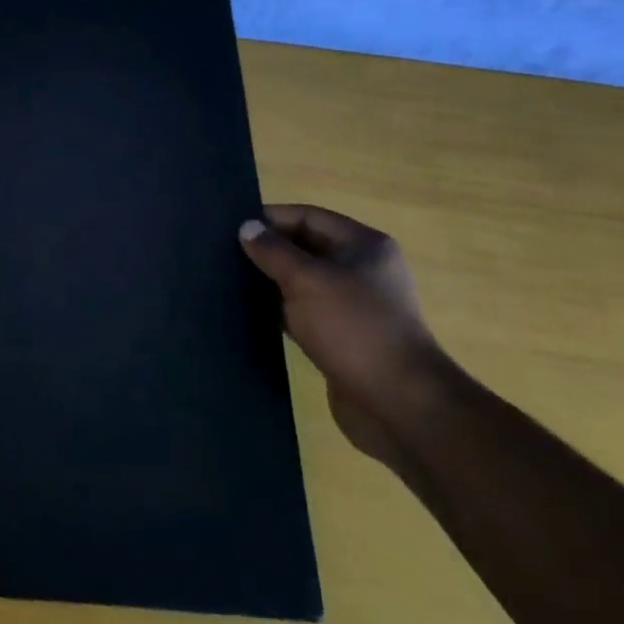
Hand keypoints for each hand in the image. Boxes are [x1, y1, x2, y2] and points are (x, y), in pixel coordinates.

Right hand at [239, 205, 442, 464]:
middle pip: (305, 247)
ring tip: (230, 280)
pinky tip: (250, 313)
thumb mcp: (306, 280)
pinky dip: (280, 311)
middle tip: (224, 253)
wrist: (400, 406)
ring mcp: (355, 306)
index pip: (308, 216)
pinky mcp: (344, 338)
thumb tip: (247, 227)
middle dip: (268, 250)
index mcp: (364, 246)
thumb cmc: (354, 328)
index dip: (270, 218)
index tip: (231, 227)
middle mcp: (362, 270)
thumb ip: (273, 251)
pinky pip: (305, 313)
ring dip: (271, 282)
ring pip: (303, 282)